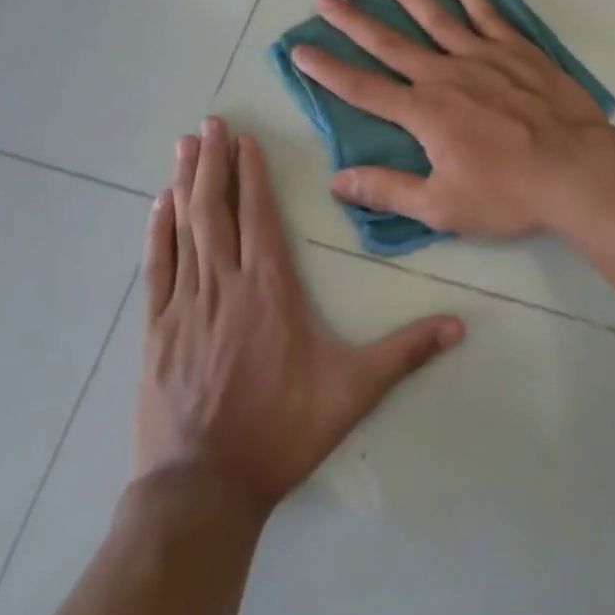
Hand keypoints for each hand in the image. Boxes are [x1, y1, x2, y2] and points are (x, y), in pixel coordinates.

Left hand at [135, 119, 463, 512]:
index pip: (260, 215)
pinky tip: (156, 205)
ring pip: (185, 230)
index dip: (252, 173)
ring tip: (182, 145)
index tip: (245, 138)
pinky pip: (156, 269)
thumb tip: (459, 325)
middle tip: (207, 122)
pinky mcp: (156, 331)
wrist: (203, 492)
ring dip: (184, 184)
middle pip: (218, 210)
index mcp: (271, 289)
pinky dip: (156, 233)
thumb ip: (405, 352)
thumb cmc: (282, 432)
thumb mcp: (353, 391)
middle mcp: (226, 284)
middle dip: (214, 162)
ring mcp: (185, 306)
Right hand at [290, 0, 614, 238]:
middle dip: (353, 21)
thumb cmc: (508, 192)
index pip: (363, 88)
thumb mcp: (442, 206)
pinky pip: (486, 13)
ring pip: (435, 16)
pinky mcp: (516, 49)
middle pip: (390, 42)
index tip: (300, 49)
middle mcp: (445, 74)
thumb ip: (388, 190)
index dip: (327, 70)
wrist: (575, 169)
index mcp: (424, 112)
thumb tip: (337, 181)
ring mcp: (482, 55)